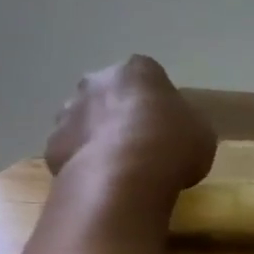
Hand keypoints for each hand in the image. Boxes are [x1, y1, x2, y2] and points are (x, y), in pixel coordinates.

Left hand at [44, 56, 216, 205]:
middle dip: (119, 112)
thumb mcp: (201, 133)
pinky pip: (71, 151)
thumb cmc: (172, 146)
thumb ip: (186, 124)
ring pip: (84, 120)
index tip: (166, 122)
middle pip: (108, 93)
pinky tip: (100, 182)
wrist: (124, 177)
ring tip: (119, 167)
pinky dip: (82, 162)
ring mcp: (69, 112)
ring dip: (97, 135)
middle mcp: (96, 82)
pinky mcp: (53, 145)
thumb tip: (178, 130)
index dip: (156, 100)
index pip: (147, 75)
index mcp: (137, 71)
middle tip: (140, 142)